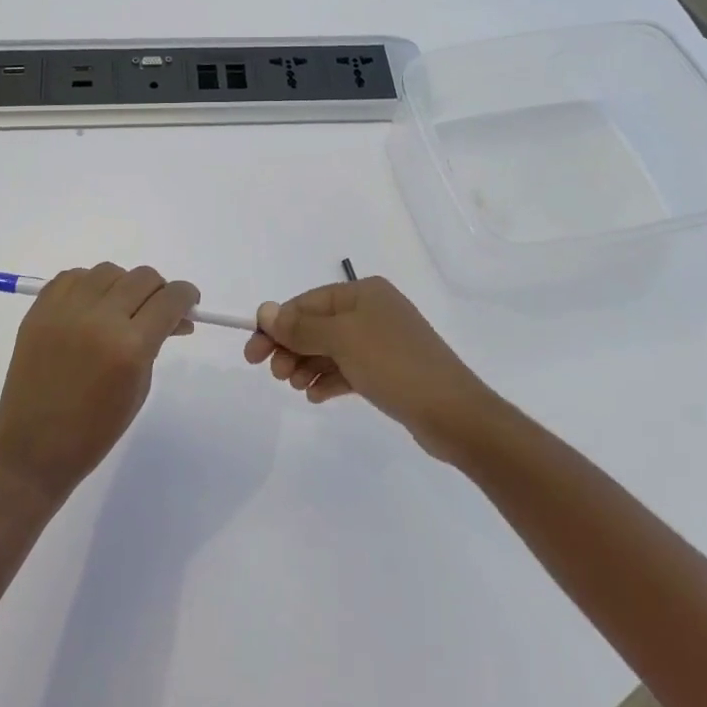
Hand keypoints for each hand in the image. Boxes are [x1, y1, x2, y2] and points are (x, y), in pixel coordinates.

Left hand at [0, 263, 199, 504]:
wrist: (32, 447)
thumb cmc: (95, 430)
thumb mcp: (139, 387)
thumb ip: (155, 344)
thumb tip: (173, 317)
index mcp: (130, 346)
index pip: (171, 299)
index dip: (186, 297)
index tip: (188, 304)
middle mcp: (99, 318)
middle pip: (143, 277)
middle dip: (158, 291)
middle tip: (155, 312)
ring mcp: (65, 310)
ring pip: (109, 271)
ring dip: (122, 285)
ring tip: (118, 310)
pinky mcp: (39, 309)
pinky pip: (73, 276)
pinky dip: (88, 286)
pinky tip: (90, 308)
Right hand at [244, 277, 496, 462]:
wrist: (454, 414)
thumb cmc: (394, 365)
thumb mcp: (342, 341)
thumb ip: (300, 327)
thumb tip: (265, 311)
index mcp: (363, 293)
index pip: (307, 303)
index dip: (276, 325)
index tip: (252, 354)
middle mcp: (372, 311)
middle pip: (316, 325)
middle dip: (291, 347)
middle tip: (275, 374)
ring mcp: (381, 342)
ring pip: (329, 349)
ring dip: (306, 365)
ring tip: (295, 386)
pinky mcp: (388, 371)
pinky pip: (346, 369)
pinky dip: (328, 379)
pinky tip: (316, 396)